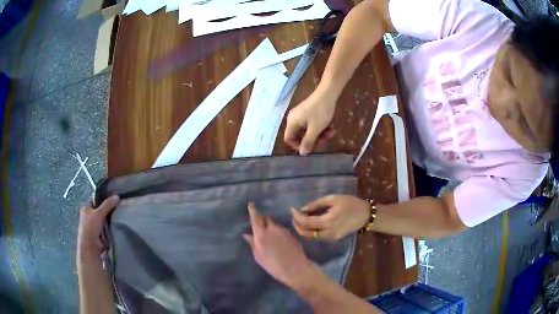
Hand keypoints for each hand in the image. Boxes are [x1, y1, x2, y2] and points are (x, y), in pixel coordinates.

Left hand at [77, 195, 119, 258]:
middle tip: (117, 210)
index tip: (112, 200)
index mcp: (85, 208)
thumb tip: (117, 196)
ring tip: (119, 219)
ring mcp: (92, 227)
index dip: (102, 199)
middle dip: (107, 212)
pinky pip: (106, 231)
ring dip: (109, 222)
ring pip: (103, 222)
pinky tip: (116, 229)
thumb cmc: (91, 226)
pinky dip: (110, 231)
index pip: (95, 201)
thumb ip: (108, 204)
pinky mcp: (98, 236)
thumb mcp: (99, 213)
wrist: (90, 246)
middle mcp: (87, 217)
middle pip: (99, 212)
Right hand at [243, 203, 311, 287]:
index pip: (256, 218)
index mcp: (261, 234)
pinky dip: (278, 231)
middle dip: (262, 220)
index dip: (253, 210)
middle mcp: (272, 229)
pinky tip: (279, 240)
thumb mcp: (258, 256)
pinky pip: (282, 229)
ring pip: (274, 224)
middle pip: (266, 219)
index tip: (251, 204)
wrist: (295, 268)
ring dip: (271, 226)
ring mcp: (283, 230)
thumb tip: (246, 234)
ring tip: (271, 236)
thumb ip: (252, 244)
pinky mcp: (291, 234)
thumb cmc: (273, 265)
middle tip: (260, 226)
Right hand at [284, 88, 336, 155]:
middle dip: (313, 140)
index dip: (298, 146)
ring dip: (319, 134)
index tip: (310, 148)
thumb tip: (302, 153)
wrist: (328, 93)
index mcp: (292, 123)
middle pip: (300, 135)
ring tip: (331, 133)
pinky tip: (330, 127)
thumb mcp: (315, 129)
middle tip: (325, 140)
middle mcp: (293, 119)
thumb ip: (308, 142)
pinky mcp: (308, 111)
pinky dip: (320, 127)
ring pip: (308, 130)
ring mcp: (301, 115)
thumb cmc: (320, 112)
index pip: (288, 139)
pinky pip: (311, 124)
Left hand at [291, 195, 369, 239]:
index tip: (292, 209)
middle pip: (306, 233)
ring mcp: (331, 238)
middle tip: (294, 216)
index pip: (307, 223)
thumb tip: (303, 209)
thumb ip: (316, 204)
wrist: (365, 215)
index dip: (297, 217)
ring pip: (311, 237)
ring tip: (300, 218)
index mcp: (328, 221)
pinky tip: (309, 223)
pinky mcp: (333, 238)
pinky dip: (310, 231)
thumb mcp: (333, 199)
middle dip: (297, 225)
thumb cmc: (350, 203)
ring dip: (303, 229)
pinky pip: (318, 237)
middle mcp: (328, 233)